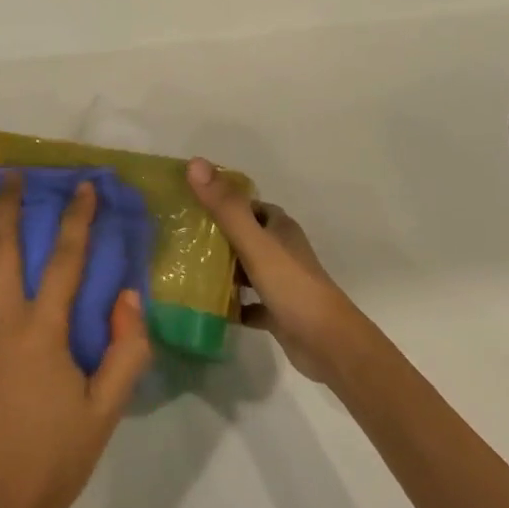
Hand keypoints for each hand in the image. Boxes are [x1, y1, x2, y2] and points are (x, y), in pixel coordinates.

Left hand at [0, 174, 150, 507]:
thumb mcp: (108, 408)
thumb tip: (128, 296)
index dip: (75, 218)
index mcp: (41, 333)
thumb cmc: (59, 454)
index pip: (63, 260)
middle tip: (10, 174)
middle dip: (5, 205)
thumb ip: (126, 349)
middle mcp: (0, 324)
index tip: (83, 186)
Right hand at [188, 158, 374, 387]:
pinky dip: (232, 304)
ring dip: (222, 270)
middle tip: (180, 238)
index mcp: (279, 227)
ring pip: (245, 268)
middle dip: (216, 236)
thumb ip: (226, 207)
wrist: (328, 344)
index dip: (221, 201)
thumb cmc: (292, 286)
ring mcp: (281, 282)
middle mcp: (281, 249)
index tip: (189, 203)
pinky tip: (208, 308)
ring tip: (185, 270)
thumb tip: (195, 163)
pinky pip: (248, 303)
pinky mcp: (278, 312)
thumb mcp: (255, 243)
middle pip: (244, 235)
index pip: (247, 204)